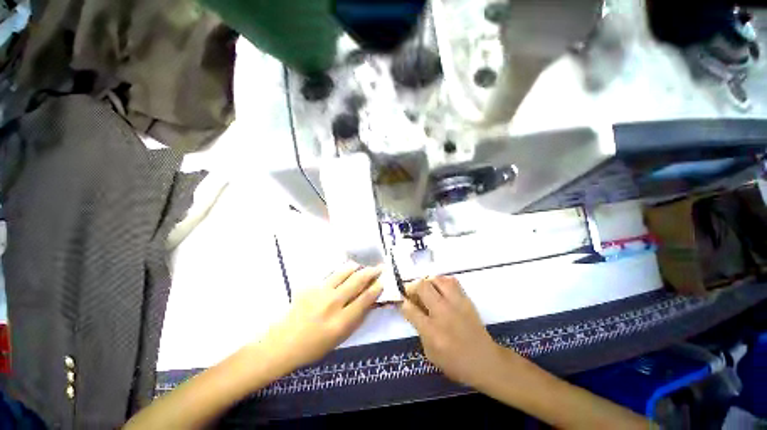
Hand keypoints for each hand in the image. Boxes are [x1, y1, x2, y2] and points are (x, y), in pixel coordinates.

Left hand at [260, 261, 382, 370]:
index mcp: (341, 321)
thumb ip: (357, 319)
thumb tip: (370, 301)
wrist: (283, 342)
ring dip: (356, 267)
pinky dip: (340, 273)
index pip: (365, 298)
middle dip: (371, 272)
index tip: (383, 281)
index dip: (376, 288)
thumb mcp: (341, 338)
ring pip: (344, 272)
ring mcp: (320, 292)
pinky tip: (342, 273)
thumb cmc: (315, 346)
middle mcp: (332, 303)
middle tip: (379, 267)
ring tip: (361, 266)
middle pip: (357, 281)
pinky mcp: (310, 286)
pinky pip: (330, 275)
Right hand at [400, 276, 506, 387]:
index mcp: (432, 331)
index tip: (402, 301)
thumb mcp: (430, 353)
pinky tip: (440, 289)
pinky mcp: (466, 299)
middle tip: (412, 293)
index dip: (403, 303)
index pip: (410, 309)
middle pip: (422, 287)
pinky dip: (442, 281)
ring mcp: (456, 303)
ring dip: (428, 282)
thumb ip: (419, 330)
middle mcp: (443, 312)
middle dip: (412, 287)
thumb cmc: (455, 362)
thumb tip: (413, 310)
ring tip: (427, 289)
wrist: (485, 361)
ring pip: (437, 279)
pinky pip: (452, 281)